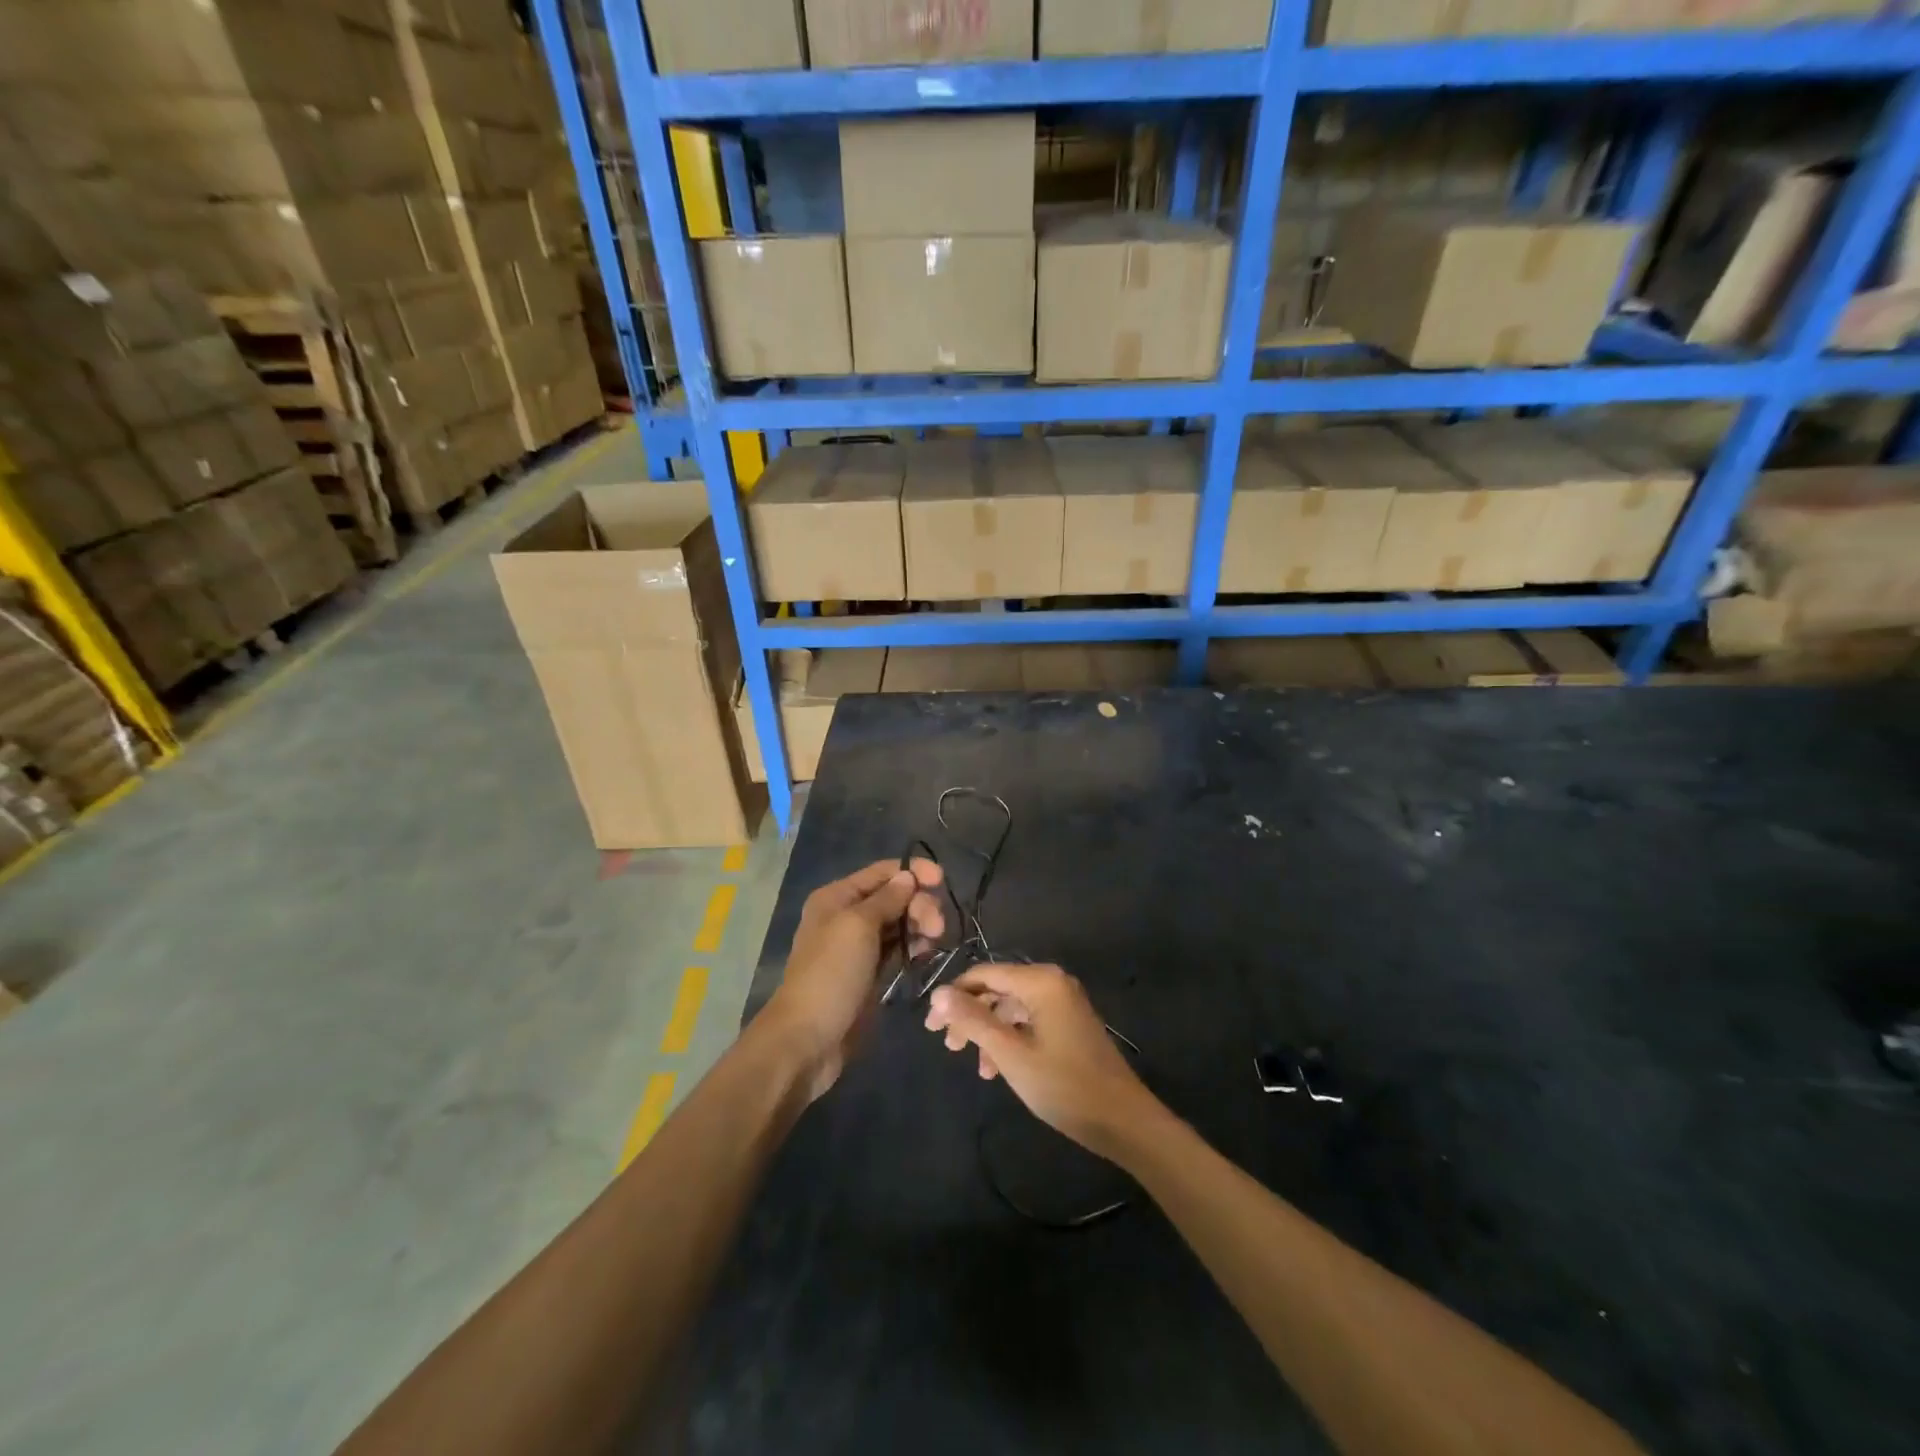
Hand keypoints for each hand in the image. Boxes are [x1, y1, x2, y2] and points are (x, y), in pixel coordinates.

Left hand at [767, 858, 944, 1100]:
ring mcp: (858, 947)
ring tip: (934, 941)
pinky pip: (897, 950)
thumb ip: (887, 899)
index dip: (913, 871)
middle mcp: (847, 916)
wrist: (808, 1040)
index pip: (882, 872)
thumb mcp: (858, 927)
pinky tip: (926, 953)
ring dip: (920, 925)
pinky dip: (913, 947)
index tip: (943, 881)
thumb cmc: (831, 974)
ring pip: (898, 923)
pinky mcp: (869, 974)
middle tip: (938, 927)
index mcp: (837, 897)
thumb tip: (908, 877)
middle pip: (894, 897)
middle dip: (919, 904)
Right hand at [925, 964, 1159, 1160]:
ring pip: (1011, 1007)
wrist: (1123, 1120)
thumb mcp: (1011, 1055)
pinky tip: (997, 1069)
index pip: (984, 974)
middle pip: (997, 989)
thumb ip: (973, 1020)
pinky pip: (1029, 1020)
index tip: (931, 1027)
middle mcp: (1052, 982)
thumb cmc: (1064, 1085)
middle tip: (947, 1046)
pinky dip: (1009, 1039)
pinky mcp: (1069, 1022)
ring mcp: (1063, 1002)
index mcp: (1040, 981)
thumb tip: (938, 992)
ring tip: (974, 1065)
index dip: (953, 996)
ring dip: (988, 1032)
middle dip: (969, 1016)